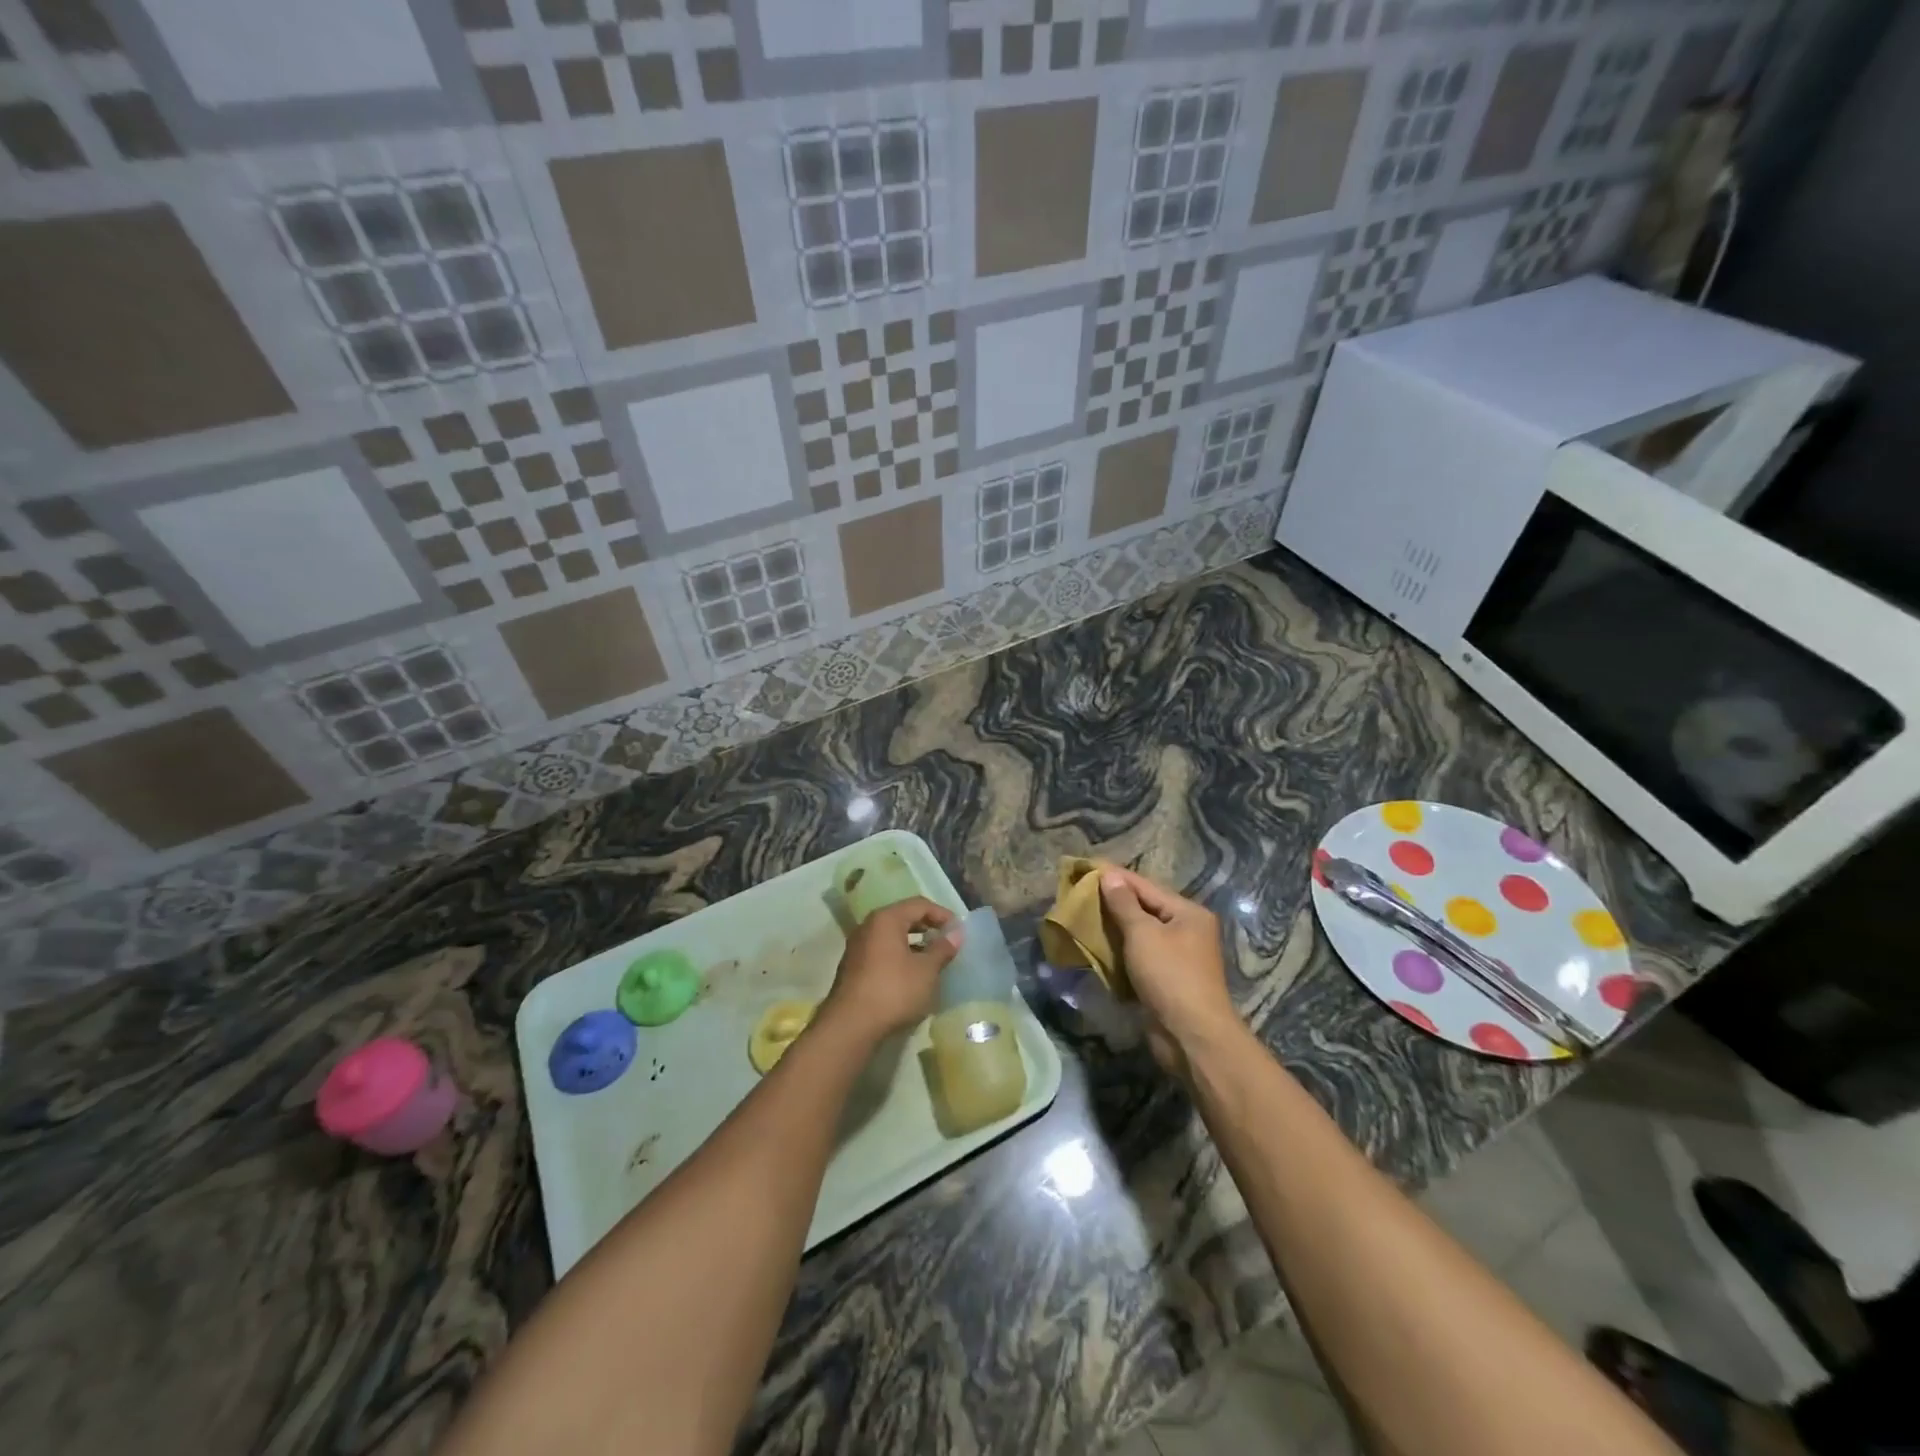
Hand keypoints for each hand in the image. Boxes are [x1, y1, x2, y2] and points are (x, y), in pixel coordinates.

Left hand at [820, 897, 960, 1044]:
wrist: (850, 1026)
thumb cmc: (894, 991)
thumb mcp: (926, 970)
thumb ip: (942, 949)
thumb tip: (956, 933)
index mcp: (886, 919)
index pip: (919, 904)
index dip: (942, 914)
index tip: (959, 930)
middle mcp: (868, 926)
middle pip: (903, 917)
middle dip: (927, 927)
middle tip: (947, 941)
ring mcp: (857, 947)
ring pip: (891, 936)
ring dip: (914, 943)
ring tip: (933, 959)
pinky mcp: (853, 968)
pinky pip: (882, 952)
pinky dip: (899, 956)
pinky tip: (911, 975)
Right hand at [1099, 868, 1240, 1075]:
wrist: (1192, 1036)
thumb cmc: (1169, 976)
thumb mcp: (1143, 934)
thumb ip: (1124, 904)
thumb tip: (1109, 876)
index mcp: (1188, 912)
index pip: (1145, 885)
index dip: (1114, 876)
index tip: (1085, 866)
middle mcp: (1187, 930)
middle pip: (1144, 908)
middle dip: (1113, 901)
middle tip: (1080, 892)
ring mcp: (1178, 956)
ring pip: (1140, 933)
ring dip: (1114, 927)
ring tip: (1083, 916)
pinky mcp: (1167, 980)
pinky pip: (1139, 955)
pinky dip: (1120, 950)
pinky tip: (1098, 946)